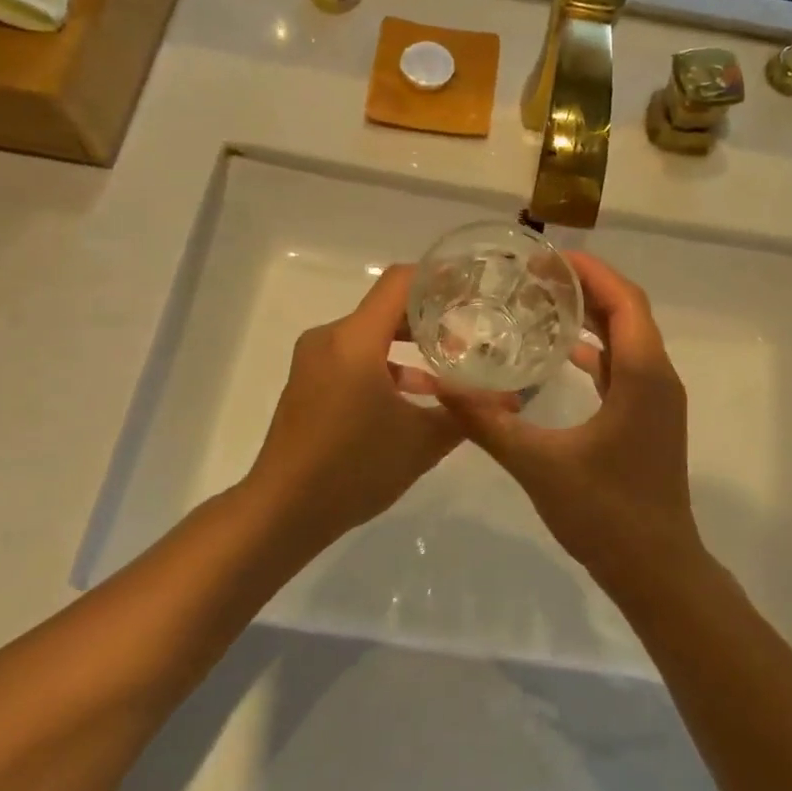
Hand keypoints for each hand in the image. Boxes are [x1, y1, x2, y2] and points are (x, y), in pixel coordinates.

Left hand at [246, 265, 462, 545]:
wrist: (282, 511)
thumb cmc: (354, 469)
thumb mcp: (422, 442)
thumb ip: (467, 413)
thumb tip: (509, 400)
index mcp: (355, 340)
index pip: (401, 282)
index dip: (439, 278)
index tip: (473, 288)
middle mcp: (330, 338)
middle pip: (387, 306)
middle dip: (430, 316)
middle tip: (472, 329)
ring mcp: (315, 360)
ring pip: (371, 333)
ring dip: (409, 344)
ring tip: (450, 364)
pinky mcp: (309, 381)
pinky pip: (354, 355)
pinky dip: (386, 364)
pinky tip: (416, 394)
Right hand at [442, 253, 700, 589]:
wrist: (657, 569)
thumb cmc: (605, 513)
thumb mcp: (539, 465)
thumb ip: (489, 423)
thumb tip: (442, 386)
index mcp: (642, 375)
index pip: (623, 301)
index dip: (590, 271)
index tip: (547, 258)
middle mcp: (657, 377)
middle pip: (628, 312)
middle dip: (587, 287)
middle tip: (535, 276)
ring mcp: (657, 399)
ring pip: (628, 339)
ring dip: (593, 316)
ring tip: (544, 301)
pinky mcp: (649, 418)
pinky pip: (624, 366)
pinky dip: (596, 350)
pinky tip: (560, 354)